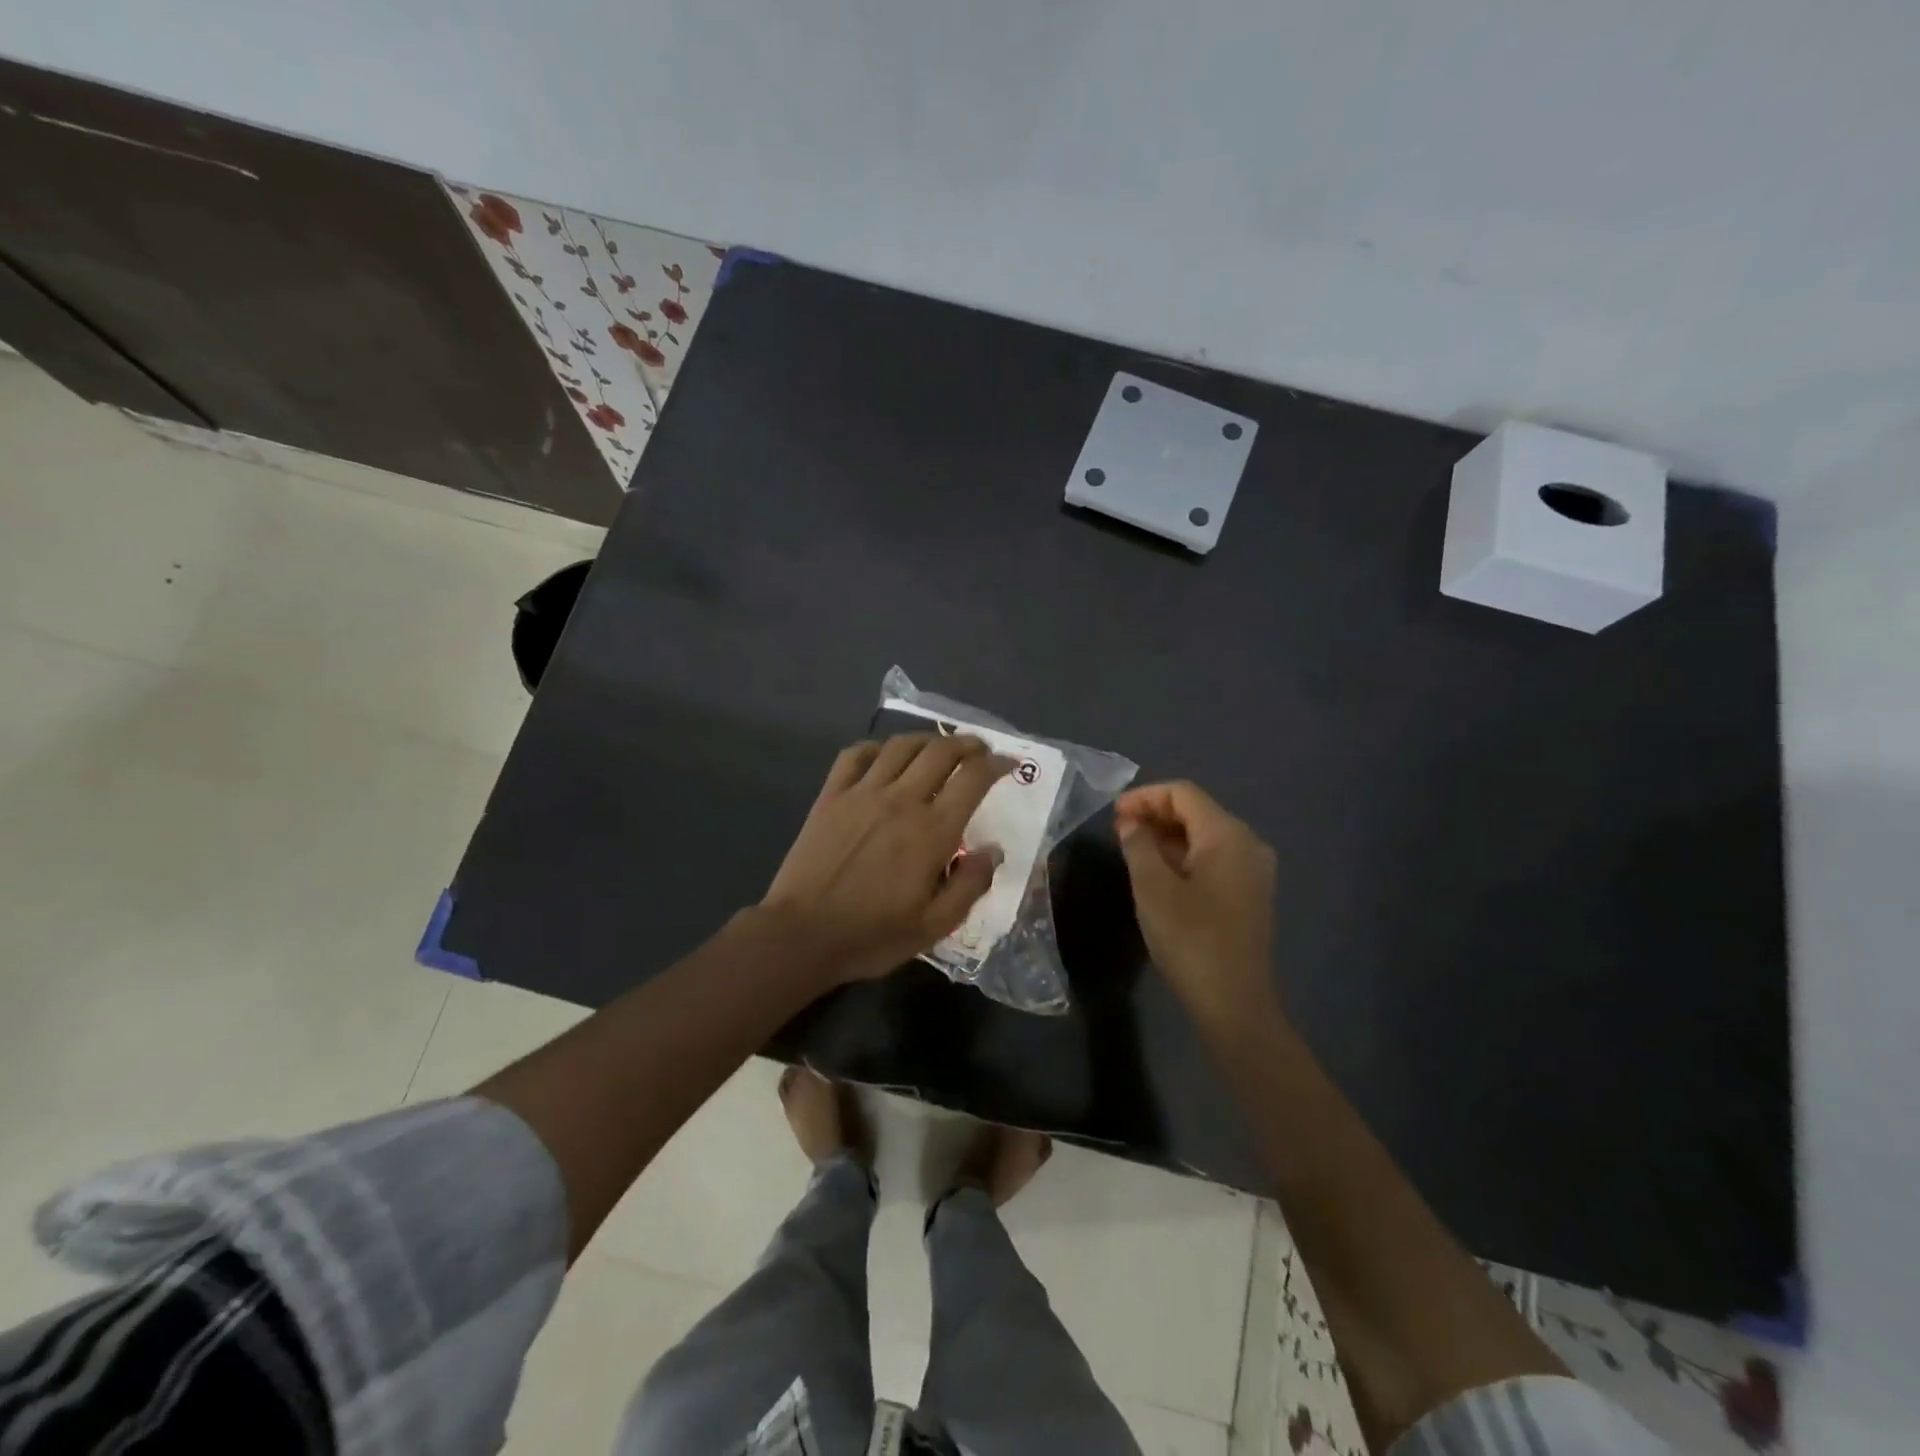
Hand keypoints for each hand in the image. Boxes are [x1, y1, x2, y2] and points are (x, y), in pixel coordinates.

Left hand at [764, 734, 1012, 983]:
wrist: (801, 935)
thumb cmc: (872, 935)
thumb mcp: (934, 926)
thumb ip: (970, 884)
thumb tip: (993, 849)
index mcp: (932, 831)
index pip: (973, 778)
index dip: (997, 764)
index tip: (1009, 764)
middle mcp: (901, 800)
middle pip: (941, 751)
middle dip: (967, 744)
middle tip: (979, 750)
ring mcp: (862, 793)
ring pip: (901, 746)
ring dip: (927, 739)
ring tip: (938, 748)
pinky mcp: (831, 796)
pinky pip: (855, 755)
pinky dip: (876, 747)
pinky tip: (884, 756)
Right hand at [1115, 781, 1279, 1033]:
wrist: (1234, 1002)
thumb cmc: (1190, 938)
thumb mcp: (1152, 887)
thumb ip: (1139, 845)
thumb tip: (1132, 823)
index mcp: (1227, 834)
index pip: (1183, 793)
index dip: (1145, 796)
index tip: (1113, 814)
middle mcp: (1248, 843)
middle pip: (1197, 811)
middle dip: (1156, 814)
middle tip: (1119, 831)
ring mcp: (1253, 870)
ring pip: (1206, 836)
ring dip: (1168, 836)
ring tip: (1133, 850)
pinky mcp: (1250, 894)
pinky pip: (1215, 858)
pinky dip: (1185, 856)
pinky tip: (1160, 873)